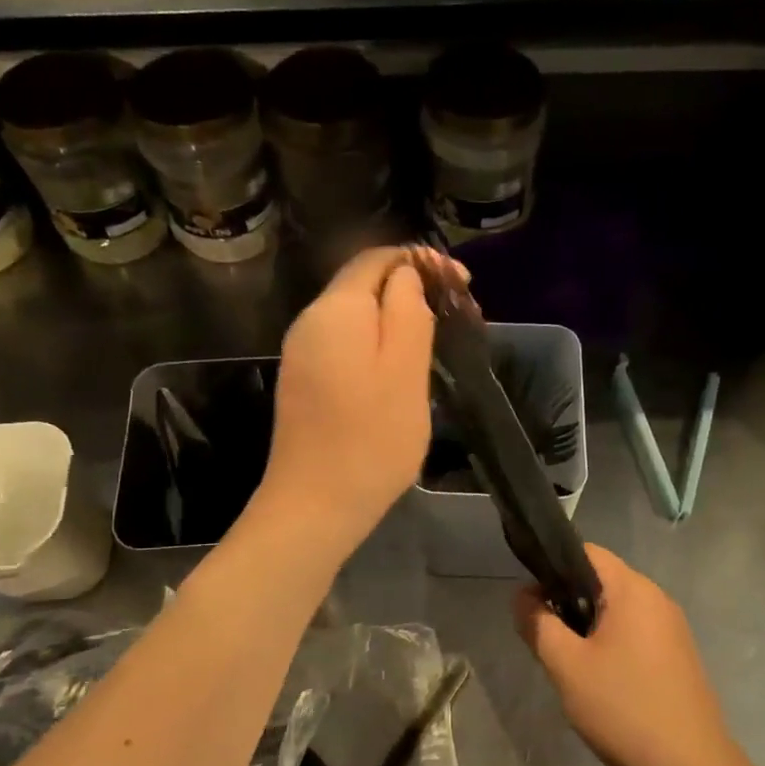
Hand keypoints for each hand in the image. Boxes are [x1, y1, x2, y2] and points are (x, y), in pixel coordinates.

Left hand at [256, 247, 457, 554]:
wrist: (314, 506)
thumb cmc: (371, 439)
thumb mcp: (405, 370)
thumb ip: (409, 311)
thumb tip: (408, 274)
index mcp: (336, 309)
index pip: (378, 259)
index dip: (422, 261)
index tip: (463, 285)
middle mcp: (310, 322)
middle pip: (364, 286)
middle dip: (412, 290)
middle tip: (458, 316)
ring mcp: (302, 355)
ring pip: (356, 318)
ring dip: (396, 320)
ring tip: (438, 342)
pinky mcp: (304, 383)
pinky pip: (345, 346)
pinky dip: (376, 345)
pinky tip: (401, 370)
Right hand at [514, 544, 737, 765]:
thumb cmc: (623, 707)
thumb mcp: (566, 666)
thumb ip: (538, 624)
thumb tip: (522, 596)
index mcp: (633, 590)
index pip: (587, 552)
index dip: (553, 567)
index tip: (533, 600)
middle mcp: (658, 599)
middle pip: (603, 581)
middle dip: (569, 601)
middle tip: (547, 638)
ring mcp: (673, 628)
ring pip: (618, 610)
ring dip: (589, 627)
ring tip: (571, 663)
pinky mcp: (679, 655)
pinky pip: (637, 633)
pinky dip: (612, 643)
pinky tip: (602, 681)